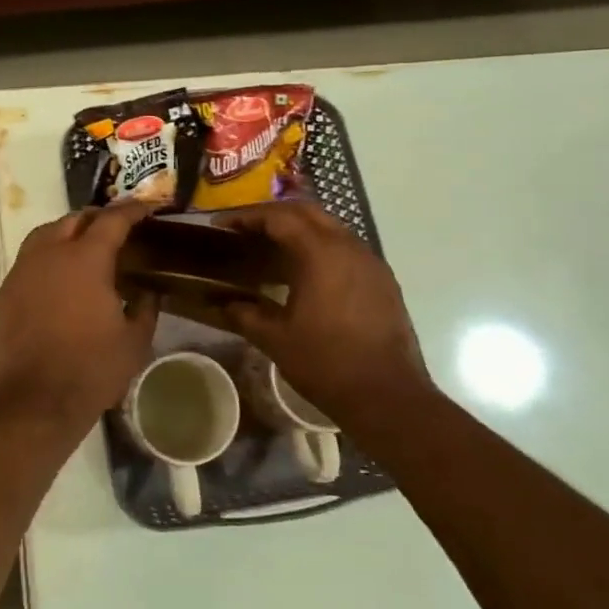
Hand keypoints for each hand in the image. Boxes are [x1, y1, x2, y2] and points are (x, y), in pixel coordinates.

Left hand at [0, 203, 159, 423]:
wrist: (36, 398)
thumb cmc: (92, 368)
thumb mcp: (134, 341)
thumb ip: (145, 309)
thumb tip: (148, 294)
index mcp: (86, 259)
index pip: (112, 220)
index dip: (132, 210)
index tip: (147, 207)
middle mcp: (50, 254)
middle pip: (73, 219)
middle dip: (96, 218)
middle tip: (115, 229)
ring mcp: (22, 271)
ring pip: (44, 235)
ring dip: (66, 233)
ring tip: (83, 247)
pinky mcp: (4, 292)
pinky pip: (28, 261)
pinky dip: (46, 259)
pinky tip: (57, 279)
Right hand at [216, 203, 437, 425]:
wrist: (387, 396)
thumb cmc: (326, 363)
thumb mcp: (275, 339)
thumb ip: (244, 314)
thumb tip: (222, 303)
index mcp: (321, 254)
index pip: (279, 217)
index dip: (246, 217)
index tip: (221, 226)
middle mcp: (349, 247)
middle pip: (307, 212)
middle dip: (273, 214)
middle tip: (244, 229)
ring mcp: (371, 263)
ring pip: (330, 227)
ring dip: (299, 229)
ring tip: (271, 249)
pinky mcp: (383, 281)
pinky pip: (346, 248)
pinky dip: (320, 248)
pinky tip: (304, 274)